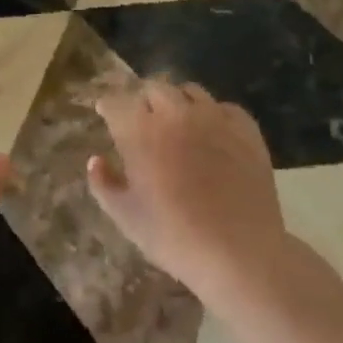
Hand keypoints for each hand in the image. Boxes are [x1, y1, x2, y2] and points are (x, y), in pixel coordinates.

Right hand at [88, 79, 286, 305]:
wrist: (240, 254)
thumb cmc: (174, 237)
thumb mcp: (125, 217)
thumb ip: (103, 184)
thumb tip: (96, 159)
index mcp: (140, 131)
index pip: (116, 102)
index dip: (108, 107)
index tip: (105, 114)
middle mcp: (175, 113)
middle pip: (153, 87)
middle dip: (142, 99)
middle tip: (142, 120)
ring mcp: (214, 118)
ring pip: (190, 91)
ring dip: (177, 101)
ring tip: (178, 121)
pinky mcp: (246, 130)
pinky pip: (225, 107)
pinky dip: (214, 114)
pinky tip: (213, 133)